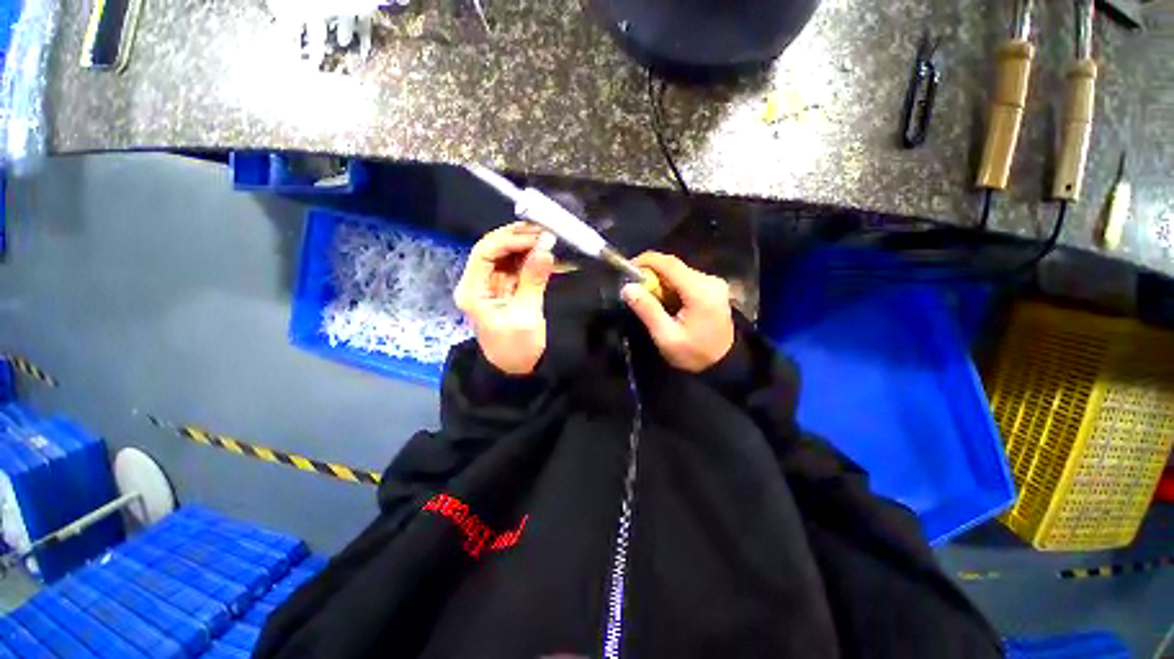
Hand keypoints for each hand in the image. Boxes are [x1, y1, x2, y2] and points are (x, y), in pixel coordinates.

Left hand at [454, 223, 554, 375]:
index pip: (485, 252)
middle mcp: (478, 282)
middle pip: (493, 249)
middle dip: (518, 237)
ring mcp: (492, 283)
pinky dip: (530, 256)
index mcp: (473, 290)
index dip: (509, 240)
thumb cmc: (516, 347)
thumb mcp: (526, 315)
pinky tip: (544, 250)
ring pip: (505, 254)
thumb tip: (546, 248)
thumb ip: (534, 280)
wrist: (516, 368)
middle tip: (544, 230)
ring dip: (525, 244)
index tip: (536, 236)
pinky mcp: (506, 287)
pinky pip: (516, 265)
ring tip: (547, 236)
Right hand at [621, 252, 733, 372]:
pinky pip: (685, 279)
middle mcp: (710, 280)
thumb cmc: (694, 354)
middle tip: (635, 291)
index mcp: (700, 291)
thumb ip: (647, 310)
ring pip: (678, 272)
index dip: (646, 261)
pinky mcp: (712, 287)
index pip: (670, 264)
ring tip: (649, 300)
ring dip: (660, 282)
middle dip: (651, 275)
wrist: (724, 364)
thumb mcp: (666, 337)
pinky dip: (670, 287)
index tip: (627, 269)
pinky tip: (666, 302)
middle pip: (673, 266)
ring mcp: (713, 283)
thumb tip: (627, 288)